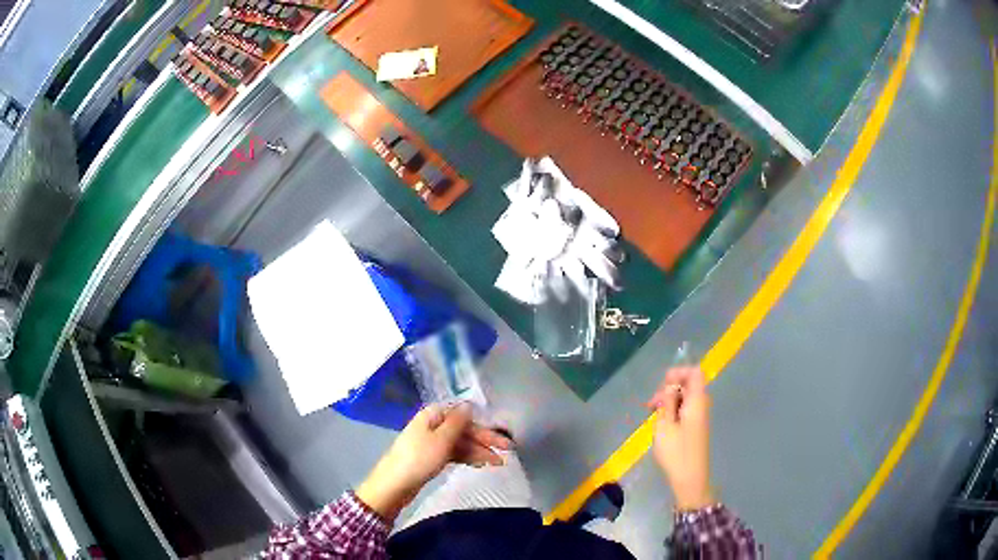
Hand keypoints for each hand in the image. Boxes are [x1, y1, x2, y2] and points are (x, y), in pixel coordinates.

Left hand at [356, 403, 512, 521]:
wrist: (394, 484)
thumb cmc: (419, 458)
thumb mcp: (441, 439)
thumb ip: (458, 422)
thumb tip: (469, 404)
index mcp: (434, 415)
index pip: (465, 417)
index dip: (485, 427)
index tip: (503, 440)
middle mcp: (433, 425)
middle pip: (464, 430)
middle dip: (485, 441)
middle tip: (507, 453)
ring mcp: (431, 442)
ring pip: (461, 443)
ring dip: (478, 451)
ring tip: (497, 464)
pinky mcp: (431, 457)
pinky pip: (453, 453)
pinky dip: (466, 457)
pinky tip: (479, 464)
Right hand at [647, 366, 713, 510]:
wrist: (690, 479)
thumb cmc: (676, 452)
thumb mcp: (665, 425)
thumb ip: (667, 402)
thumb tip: (670, 386)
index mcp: (697, 401)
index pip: (694, 373)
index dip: (678, 373)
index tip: (661, 385)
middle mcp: (702, 405)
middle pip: (689, 384)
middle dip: (669, 389)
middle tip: (651, 405)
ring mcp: (700, 417)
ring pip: (685, 398)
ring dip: (669, 402)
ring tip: (653, 416)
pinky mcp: (696, 428)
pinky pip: (685, 410)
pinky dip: (673, 411)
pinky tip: (661, 424)